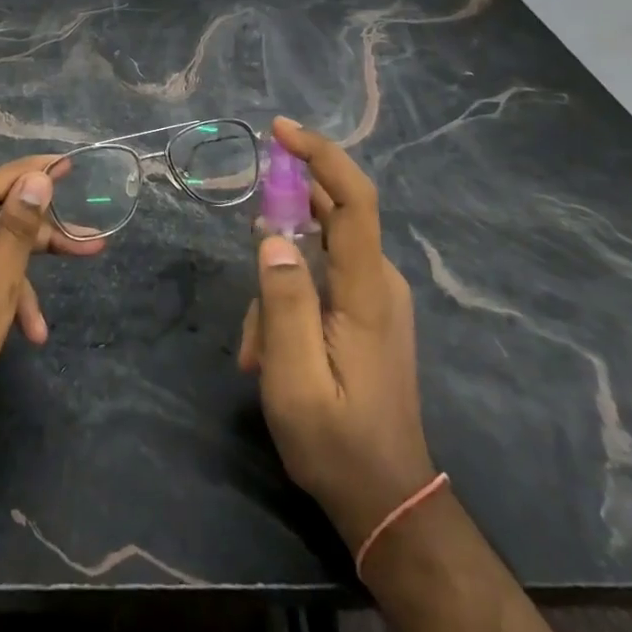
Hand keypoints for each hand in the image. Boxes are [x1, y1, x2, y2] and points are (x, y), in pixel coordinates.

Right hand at [238, 118, 437, 549]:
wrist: (387, 501)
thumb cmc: (337, 444)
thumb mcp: (294, 380)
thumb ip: (284, 303)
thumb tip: (272, 235)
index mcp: (368, 290)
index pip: (355, 200)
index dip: (321, 155)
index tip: (280, 131)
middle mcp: (379, 281)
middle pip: (331, 216)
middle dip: (281, 217)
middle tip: (245, 232)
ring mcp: (374, 296)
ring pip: (315, 254)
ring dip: (276, 287)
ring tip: (254, 350)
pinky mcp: (365, 311)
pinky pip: (319, 279)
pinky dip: (287, 301)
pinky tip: (267, 350)